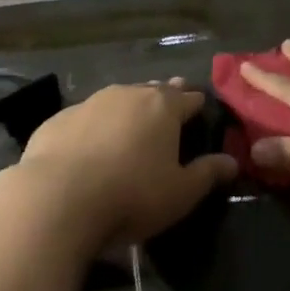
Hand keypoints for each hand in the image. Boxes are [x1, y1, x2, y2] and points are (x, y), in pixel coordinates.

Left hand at [17, 81, 236, 250]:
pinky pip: (85, 117)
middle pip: (152, 91)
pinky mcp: (58, 120)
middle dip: (164, 97)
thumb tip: (233, 161)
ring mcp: (89, 103)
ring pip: (118, 99)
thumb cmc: (131, 195)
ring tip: (131, 122)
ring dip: (127, 108)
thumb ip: (207, 174)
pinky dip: (94, 126)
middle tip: (169, 105)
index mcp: (162, 107)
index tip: (201, 106)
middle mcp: (127, 94)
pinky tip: (90, 143)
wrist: (56, 199)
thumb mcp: (180, 193)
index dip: (196, 103)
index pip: (188, 98)